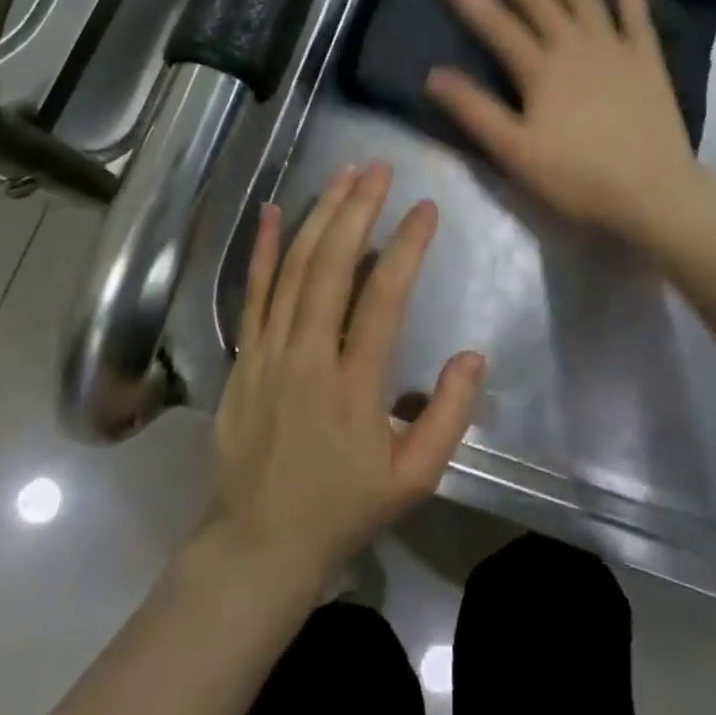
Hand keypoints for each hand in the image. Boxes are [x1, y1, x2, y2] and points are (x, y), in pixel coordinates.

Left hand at [203, 163, 485, 595]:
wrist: (256, 545)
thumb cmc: (342, 509)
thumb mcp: (413, 481)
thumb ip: (448, 418)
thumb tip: (472, 354)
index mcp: (354, 387)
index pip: (383, 299)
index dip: (406, 247)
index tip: (425, 208)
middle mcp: (308, 357)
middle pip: (333, 267)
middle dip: (358, 210)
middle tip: (380, 169)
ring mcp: (268, 352)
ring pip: (294, 268)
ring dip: (321, 215)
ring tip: (344, 173)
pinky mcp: (244, 355)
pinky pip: (254, 291)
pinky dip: (264, 247)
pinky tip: (275, 209)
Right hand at [426, 0, 703, 247]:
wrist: (656, 195)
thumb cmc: (578, 179)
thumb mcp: (515, 153)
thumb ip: (474, 111)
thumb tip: (433, 74)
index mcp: (540, 68)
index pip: (493, 21)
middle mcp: (574, 44)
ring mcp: (614, 47)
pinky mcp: (646, 58)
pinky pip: (636, 14)